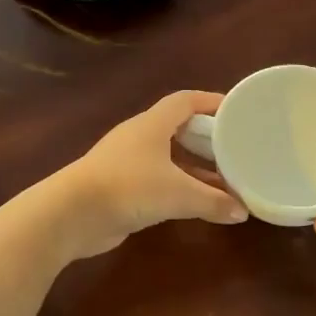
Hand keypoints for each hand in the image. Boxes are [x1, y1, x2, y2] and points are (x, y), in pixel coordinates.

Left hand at [49, 91, 246, 257]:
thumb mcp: (178, 194)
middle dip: (207, 139)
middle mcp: (139, 137)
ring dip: (195, 168)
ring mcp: (127, 163)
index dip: (211, 102)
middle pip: (179, 129)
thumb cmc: (128, 188)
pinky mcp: (121, 188)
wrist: (72, 214)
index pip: (185, 101)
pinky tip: (197, 203)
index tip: (237, 111)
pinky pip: (158, 181)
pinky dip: (179, 188)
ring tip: (225, 180)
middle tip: (236, 149)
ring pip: (169, 158)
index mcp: (152, 124)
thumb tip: (243, 212)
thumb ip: (213, 201)